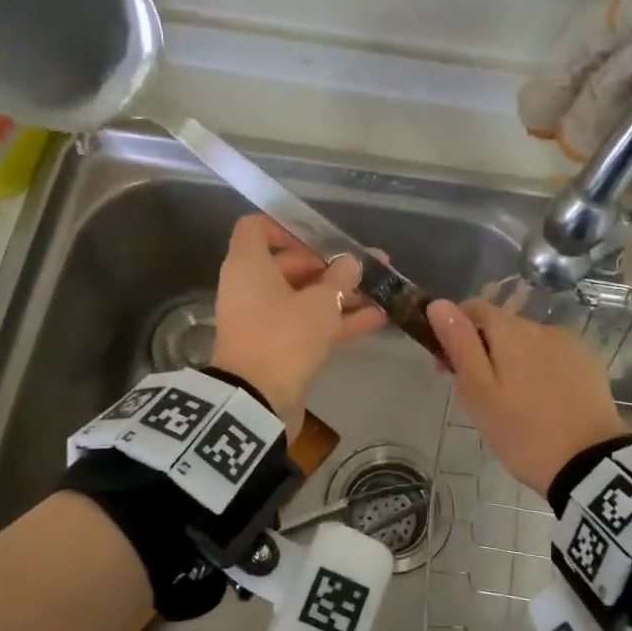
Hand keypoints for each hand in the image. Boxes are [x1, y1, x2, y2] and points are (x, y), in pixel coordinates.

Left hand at [211, 215, 386, 438]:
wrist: (257, 403)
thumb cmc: (284, 337)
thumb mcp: (319, 304)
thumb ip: (339, 278)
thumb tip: (350, 263)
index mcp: (248, 265)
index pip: (256, 228)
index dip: (287, 227)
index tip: (322, 237)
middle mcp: (250, 288)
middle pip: (289, 265)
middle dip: (332, 266)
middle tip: (371, 267)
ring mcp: (263, 321)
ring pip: (304, 298)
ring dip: (340, 295)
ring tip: (383, 291)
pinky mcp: (276, 349)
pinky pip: (307, 325)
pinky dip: (336, 321)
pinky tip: (377, 319)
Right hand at [426, 298, 627, 495]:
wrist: (589, 465)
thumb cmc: (522, 431)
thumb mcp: (478, 391)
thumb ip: (459, 343)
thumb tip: (438, 304)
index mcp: (511, 330)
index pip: (473, 308)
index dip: (453, 330)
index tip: (446, 369)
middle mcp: (542, 327)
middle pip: (501, 328)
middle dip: (483, 352)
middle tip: (477, 397)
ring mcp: (571, 345)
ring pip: (527, 345)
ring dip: (512, 363)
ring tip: (511, 405)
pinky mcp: (589, 366)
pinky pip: (552, 359)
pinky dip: (539, 372)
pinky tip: (540, 404)